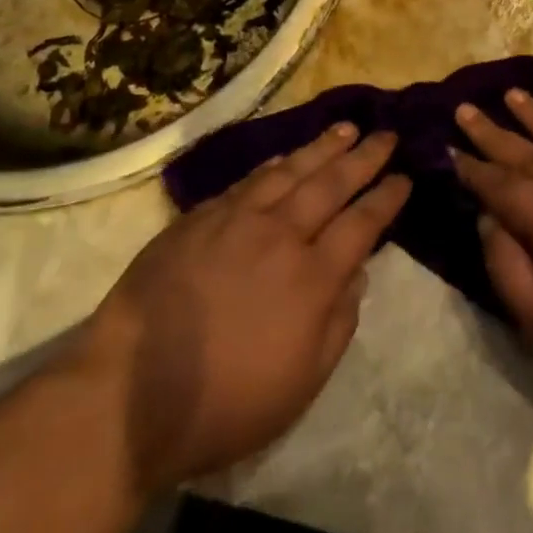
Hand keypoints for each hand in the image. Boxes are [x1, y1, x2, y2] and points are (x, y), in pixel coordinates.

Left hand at [80, 124, 410, 493]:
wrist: (128, 396)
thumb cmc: (225, 404)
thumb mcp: (302, 384)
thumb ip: (338, 324)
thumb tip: (357, 274)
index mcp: (312, 278)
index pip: (361, 223)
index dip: (386, 198)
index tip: (404, 177)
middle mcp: (280, 236)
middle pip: (331, 184)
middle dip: (364, 157)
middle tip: (387, 135)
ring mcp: (236, 222)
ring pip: (290, 172)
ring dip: (322, 147)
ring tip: (346, 128)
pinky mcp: (198, 220)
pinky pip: (247, 182)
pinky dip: (273, 166)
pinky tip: (285, 157)